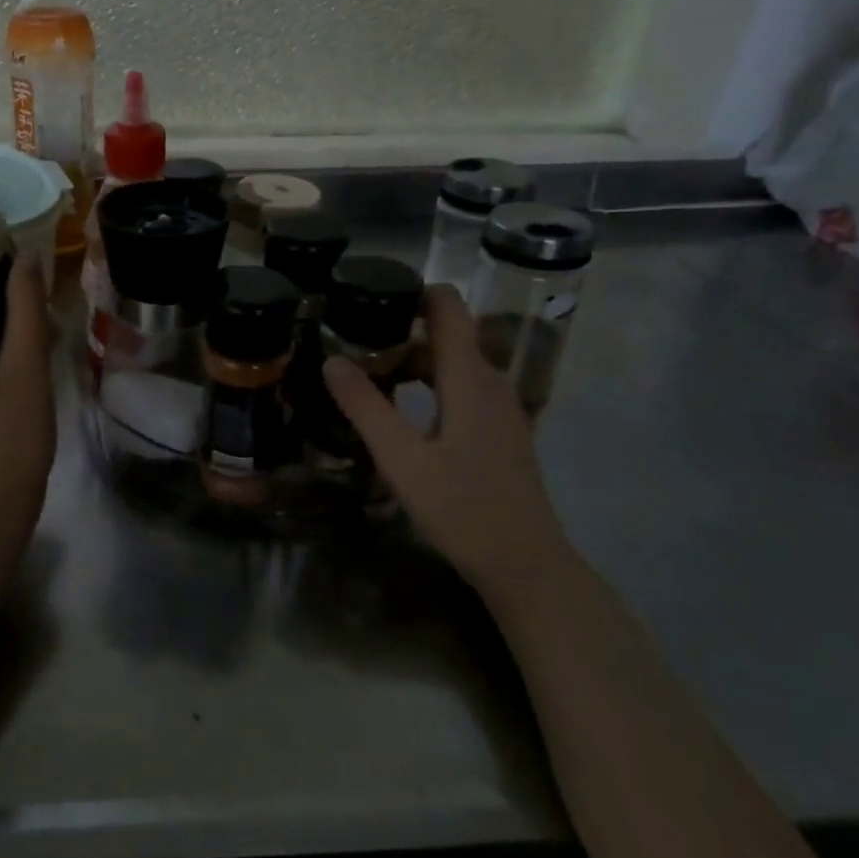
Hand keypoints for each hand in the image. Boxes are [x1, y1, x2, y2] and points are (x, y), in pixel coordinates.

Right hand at [323, 284, 569, 593]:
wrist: (526, 566)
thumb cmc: (462, 509)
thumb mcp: (401, 459)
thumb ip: (365, 406)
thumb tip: (331, 360)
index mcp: (469, 378)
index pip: (448, 307)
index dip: (412, 291)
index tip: (368, 297)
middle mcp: (490, 381)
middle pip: (444, 335)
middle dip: (397, 332)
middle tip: (349, 345)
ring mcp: (500, 407)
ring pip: (451, 364)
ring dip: (410, 362)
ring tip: (364, 377)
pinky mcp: (499, 430)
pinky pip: (460, 388)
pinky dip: (427, 385)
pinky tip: (398, 412)